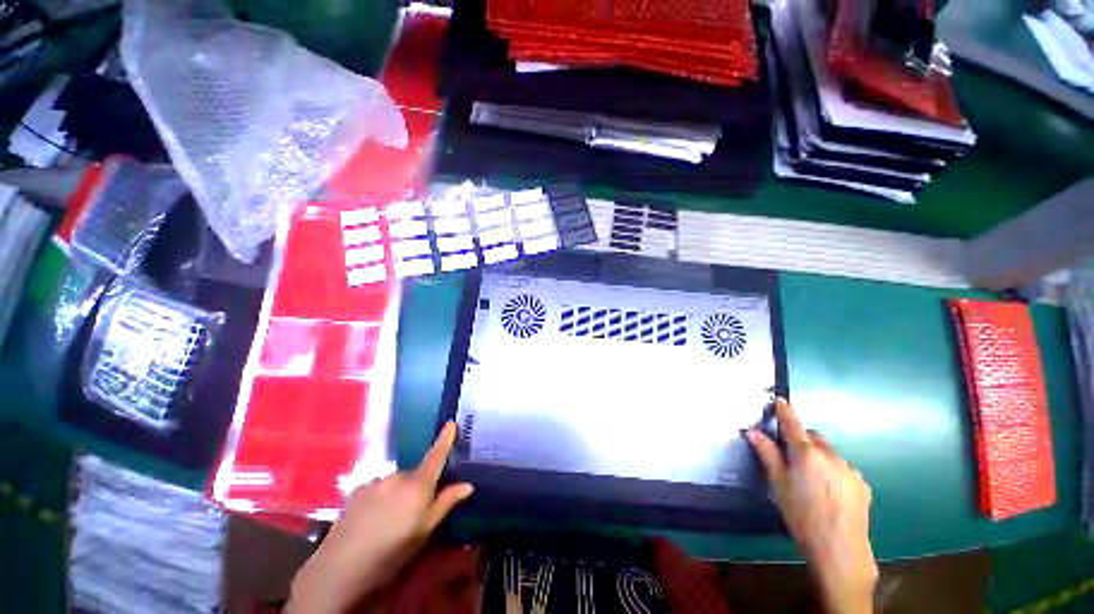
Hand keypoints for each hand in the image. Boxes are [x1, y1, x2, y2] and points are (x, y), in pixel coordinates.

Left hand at [287, 422, 473, 613]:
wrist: (340, 567)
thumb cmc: (392, 551)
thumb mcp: (424, 531)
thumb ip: (445, 503)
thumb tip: (468, 485)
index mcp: (417, 485)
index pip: (435, 456)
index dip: (444, 439)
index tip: (451, 423)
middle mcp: (397, 476)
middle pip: (415, 473)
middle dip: (418, 486)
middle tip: (414, 511)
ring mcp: (375, 481)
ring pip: (395, 482)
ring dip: (398, 493)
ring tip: (389, 520)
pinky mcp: (357, 490)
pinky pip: (378, 487)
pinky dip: (381, 497)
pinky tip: (372, 519)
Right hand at [746, 399, 876, 613]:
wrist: (840, 548)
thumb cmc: (801, 515)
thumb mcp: (778, 484)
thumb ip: (767, 454)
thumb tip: (752, 431)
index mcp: (806, 453)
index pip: (793, 424)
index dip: (785, 412)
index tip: (780, 401)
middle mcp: (830, 455)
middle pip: (813, 437)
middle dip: (802, 440)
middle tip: (791, 457)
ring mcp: (849, 469)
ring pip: (829, 453)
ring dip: (818, 457)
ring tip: (812, 480)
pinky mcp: (862, 484)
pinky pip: (843, 468)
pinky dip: (833, 471)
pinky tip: (829, 491)